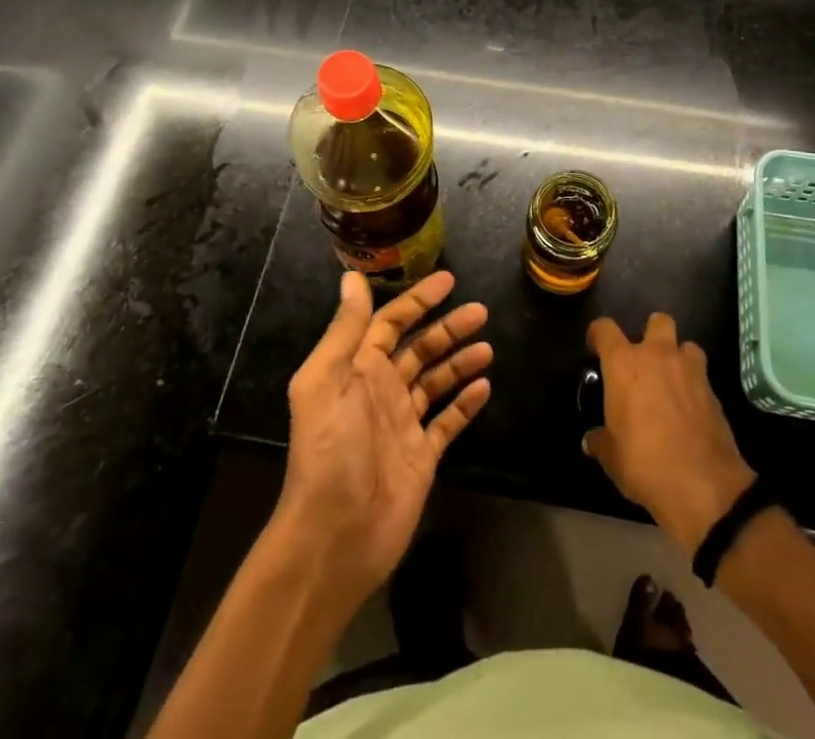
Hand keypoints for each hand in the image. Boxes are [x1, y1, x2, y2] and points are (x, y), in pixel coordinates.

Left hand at [275, 270, 492, 603]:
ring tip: (487, 348)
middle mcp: (380, 391)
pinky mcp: (421, 456)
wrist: (335, 537)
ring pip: (436, 381)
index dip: (417, 300)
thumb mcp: (327, 381)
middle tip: (480, 311)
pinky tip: (484, 387)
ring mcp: (402, 424)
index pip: (390, 323)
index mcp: (356, 370)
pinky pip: (447, 421)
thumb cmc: (329, 452)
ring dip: (460, 361)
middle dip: (448, 328)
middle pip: (419, 348)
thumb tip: (352, 277)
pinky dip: (465, 404)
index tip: (448, 281)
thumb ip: (344, 329)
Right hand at [585, 313, 755, 553]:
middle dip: (651, 333)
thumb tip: (591, 440)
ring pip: (687, 345)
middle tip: (644, 361)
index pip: (604, 328)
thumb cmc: (644, 463)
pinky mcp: (714, 392)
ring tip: (672, 382)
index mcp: (624, 363)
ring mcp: (690, 370)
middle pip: (658, 320)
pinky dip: (695, 387)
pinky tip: (689, 410)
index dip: (597, 334)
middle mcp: (658, 356)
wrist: (703, 485)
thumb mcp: (611, 457)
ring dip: (679, 358)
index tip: (595, 349)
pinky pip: (701, 376)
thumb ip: (600, 441)